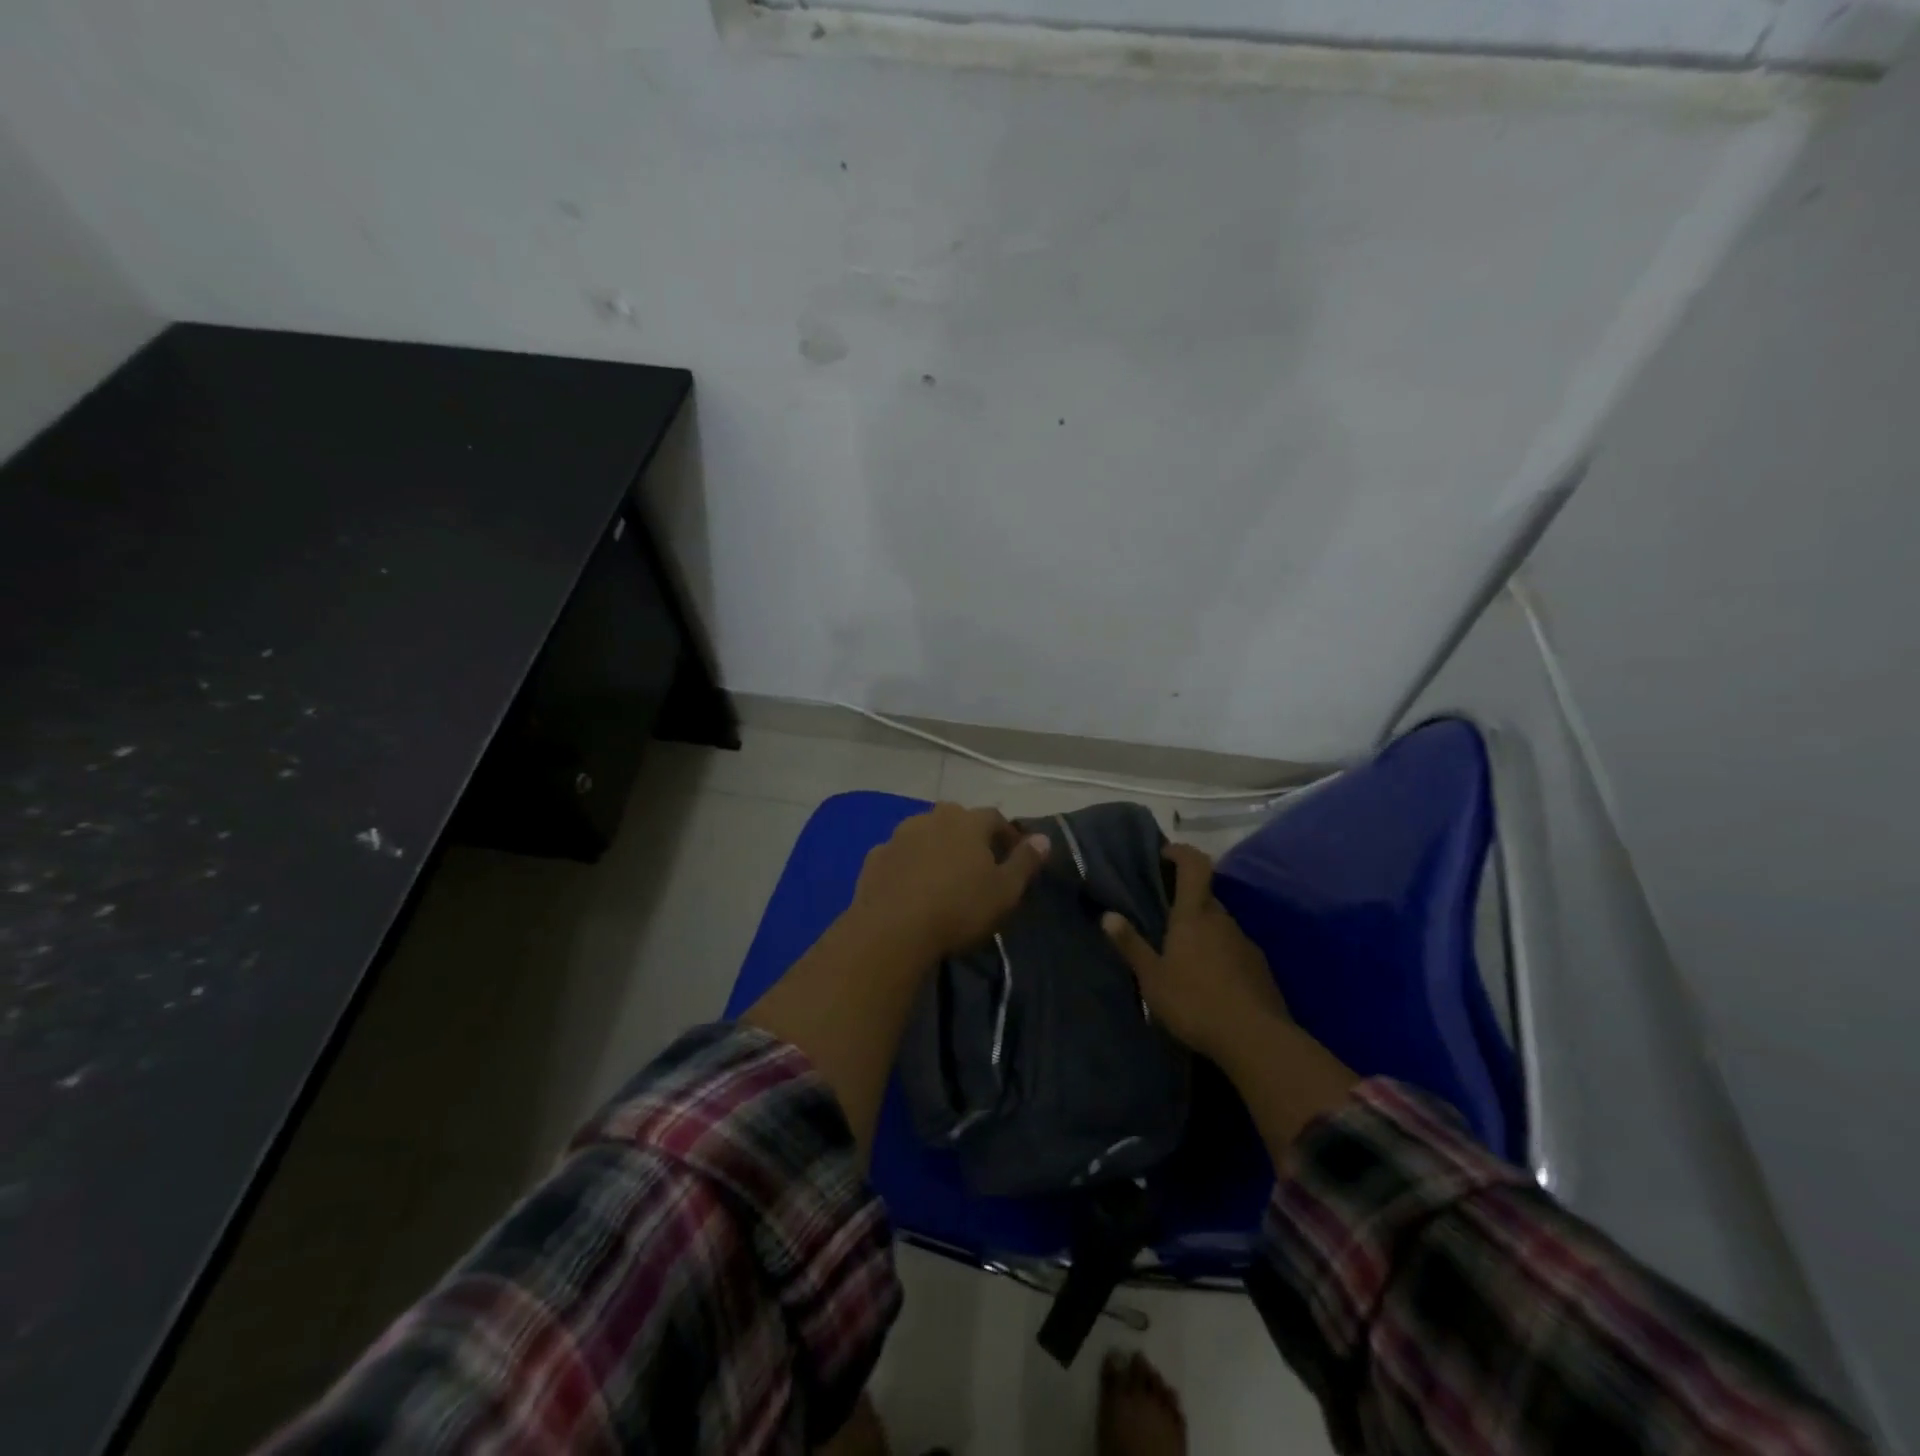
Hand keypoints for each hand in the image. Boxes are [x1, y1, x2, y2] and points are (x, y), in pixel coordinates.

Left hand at [848, 803, 1050, 962]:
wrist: (891, 931)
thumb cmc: (958, 909)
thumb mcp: (1005, 891)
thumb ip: (1025, 862)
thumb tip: (1044, 838)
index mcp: (968, 822)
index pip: (995, 817)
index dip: (1007, 835)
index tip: (1014, 857)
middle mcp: (932, 817)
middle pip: (957, 820)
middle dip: (969, 837)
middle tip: (978, 865)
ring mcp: (899, 835)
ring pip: (925, 833)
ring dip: (936, 848)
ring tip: (943, 876)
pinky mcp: (875, 857)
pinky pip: (900, 855)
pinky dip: (909, 864)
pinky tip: (911, 887)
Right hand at [1102, 843, 1289, 1064]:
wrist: (1256, 1040)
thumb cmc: (1194, 1002)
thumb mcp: (1152, 978)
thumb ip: (1131, 945)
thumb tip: (1108, 915)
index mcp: (1194, 915)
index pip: (1194, 865)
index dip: (1181, 852)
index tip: (1165, 853)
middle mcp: (1222, 920)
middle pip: (1206, 896)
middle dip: (1186, 900)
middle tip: (1164, 917)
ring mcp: (1245, 943)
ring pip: (1220, 925)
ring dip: (1203, 930)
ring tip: (1183, 955)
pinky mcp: (1260, 968)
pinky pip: (1233, 949)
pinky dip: (1219, 954)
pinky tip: (1208, 980)